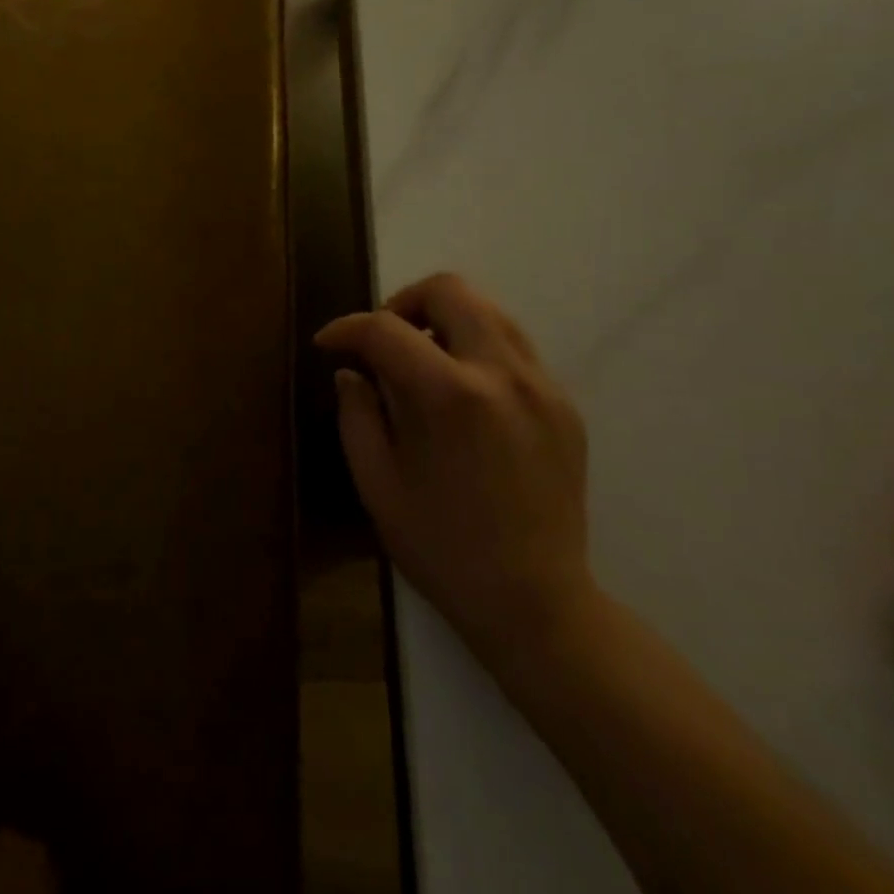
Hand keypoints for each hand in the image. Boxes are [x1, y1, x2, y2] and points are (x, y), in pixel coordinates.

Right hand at [316, 273, 596, 671]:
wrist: (537, 603)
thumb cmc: (442, 548)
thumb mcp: (377, 484)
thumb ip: (357, 414)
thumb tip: (352, 371)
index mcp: (449, 397)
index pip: (386, 329)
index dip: (346, 328)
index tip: (328, 345)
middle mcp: (502, 374)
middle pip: (450, 290)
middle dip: (403, 303)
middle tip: (381, 342)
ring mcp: (543, 386)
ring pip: (489, 310)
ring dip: (444, 320)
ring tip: (420, 362)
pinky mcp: (565, 404)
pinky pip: (514, 348)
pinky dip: (477, 350)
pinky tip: (461, 395)